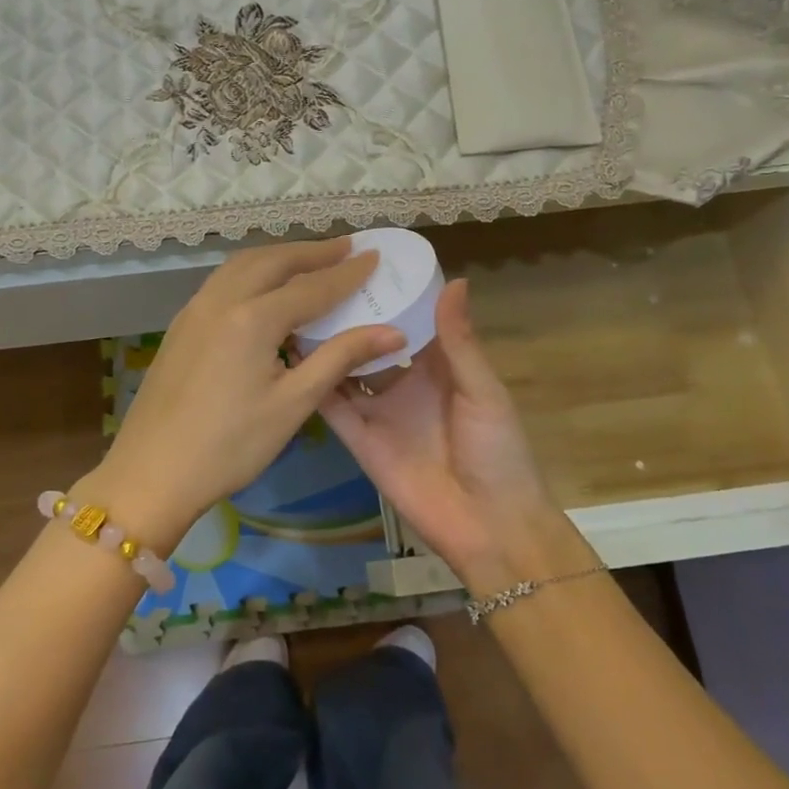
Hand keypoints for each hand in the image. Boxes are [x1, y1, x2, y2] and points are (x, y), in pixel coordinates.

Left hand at [87, 239, 405, 548]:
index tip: (374, 256)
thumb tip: (392, 333)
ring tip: (309, 259)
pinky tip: (263, 287)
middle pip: (273, 261)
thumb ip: (341, 359)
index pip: (311, 286)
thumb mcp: (293, 404)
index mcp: (252, 318)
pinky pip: (223, 281)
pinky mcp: (181, 324)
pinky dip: (252, 271)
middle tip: (346, 247)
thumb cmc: (230, 445)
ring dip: (279, 256)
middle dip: (312, 252)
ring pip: (242, 265)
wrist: (151, 472)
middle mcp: (221, 300)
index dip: (347, 273)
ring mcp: (195, 309)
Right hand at [320, 280, 586, 587]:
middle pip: (371, 342)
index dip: (390, 295)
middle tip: (318, 280)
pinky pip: (333, 407)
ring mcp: (379, 411)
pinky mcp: (359, 439)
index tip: (362, 262)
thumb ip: (459, 340)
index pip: (410, 322)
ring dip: (326, 345)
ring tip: (296, 309)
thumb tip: (454, 280)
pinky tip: (290, 356)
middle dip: (350, 316)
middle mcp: (405, 383)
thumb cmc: (498, 451)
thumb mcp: (482, 390)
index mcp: (439, 366)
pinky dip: (313, 384)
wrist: (489, 526)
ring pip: (345, 369)